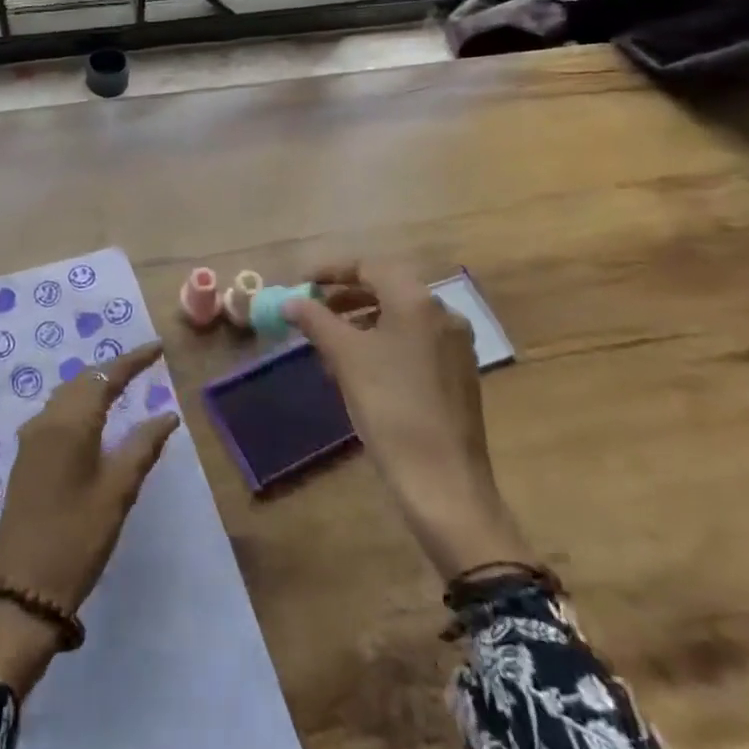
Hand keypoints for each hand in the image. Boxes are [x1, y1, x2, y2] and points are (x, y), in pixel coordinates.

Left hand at [0, 342, 181, 693]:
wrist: (21, 591)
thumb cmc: (77, 538)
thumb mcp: (118, 492)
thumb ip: (142, 447)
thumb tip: (166, 416)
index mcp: (70, 423)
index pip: (106, 376)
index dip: (133, 360)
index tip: (158, 347)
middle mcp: (46, 421)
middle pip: (83, 380)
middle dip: (113, 369)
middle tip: (144, 364)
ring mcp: (31, 440)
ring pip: (67, 395)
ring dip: (94, 385)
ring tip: (123, 384)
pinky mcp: (26, 459)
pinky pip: (56, 414)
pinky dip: (79, 404)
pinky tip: (93, 417)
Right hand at [284, 261, 534, 580]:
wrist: (443, 481)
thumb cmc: (390, 408)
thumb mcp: (345, 358)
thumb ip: (316, 320)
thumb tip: (290, 300)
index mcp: (417, 301)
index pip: (370, 266)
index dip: (331, 271)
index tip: (302, 284)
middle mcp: (443, 313)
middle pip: (388, 288)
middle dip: (346, 296)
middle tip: (313, 310)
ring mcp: (455, 345)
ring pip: (401, 317)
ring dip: (363, 320)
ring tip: (330, 342)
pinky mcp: (458, 374)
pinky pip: (415, 341)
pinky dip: (384, 342)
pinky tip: (361, 369)